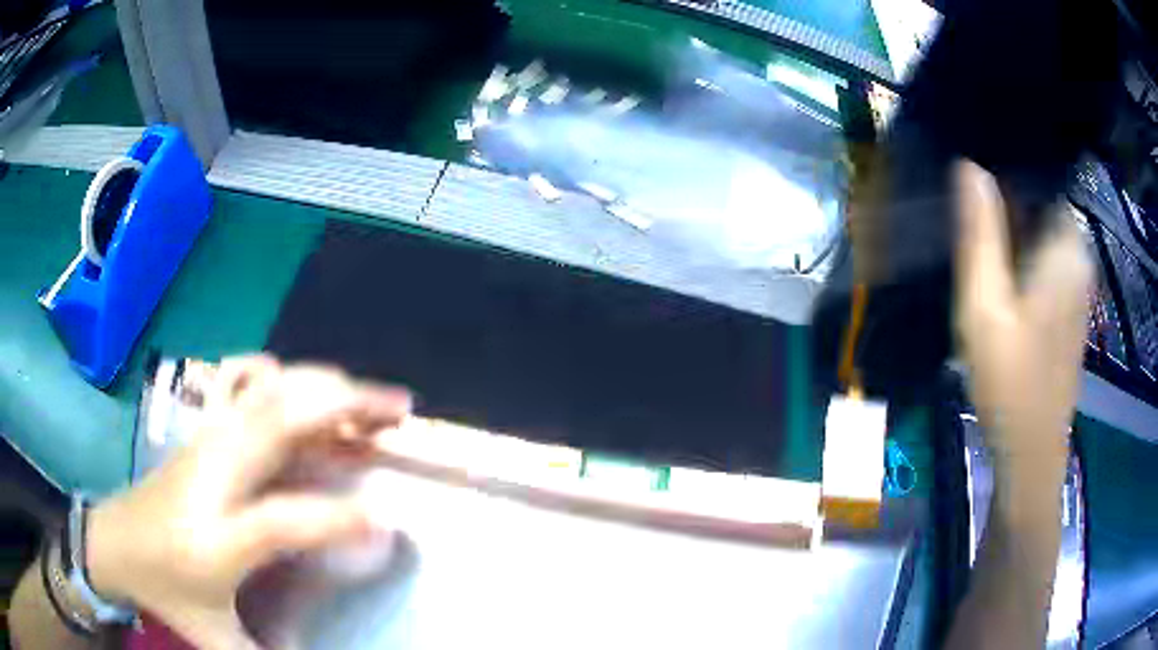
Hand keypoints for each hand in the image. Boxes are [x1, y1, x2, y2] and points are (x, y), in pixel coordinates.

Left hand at [85, 356, 411, 648]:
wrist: (113, 539)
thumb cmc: (166, 591)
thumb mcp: (215, 638)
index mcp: (215, 539)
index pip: (284, 519)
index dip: (340, 518)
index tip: (389, 522)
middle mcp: (213, 477)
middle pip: (279, 419)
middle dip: (346, 406)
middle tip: (400, 413)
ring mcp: (206, 443)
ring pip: (268, 391)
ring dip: (325, 387)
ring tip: (371, 401)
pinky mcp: (203, 429)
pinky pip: (244, 381)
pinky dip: (281, 374)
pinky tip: (302, 391)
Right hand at [954, 161, 1091, 472]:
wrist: (1031, 452)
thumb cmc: (1009, 381)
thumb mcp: (984, 306)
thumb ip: (980, 234)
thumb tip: (968, 165)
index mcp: (1066, 245)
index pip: (1040, 175)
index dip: (1005, 167)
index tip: (971, 170)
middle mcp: (1079, 255)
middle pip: (1041, 201)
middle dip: (1008, 196)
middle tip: (967, 208)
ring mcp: (1078, 281)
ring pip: (1044, 229)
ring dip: (1015, 225)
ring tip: (979, 231)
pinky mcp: (1071, 304)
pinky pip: (1048, 255)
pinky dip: (1026, 251)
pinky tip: (1002, 269)